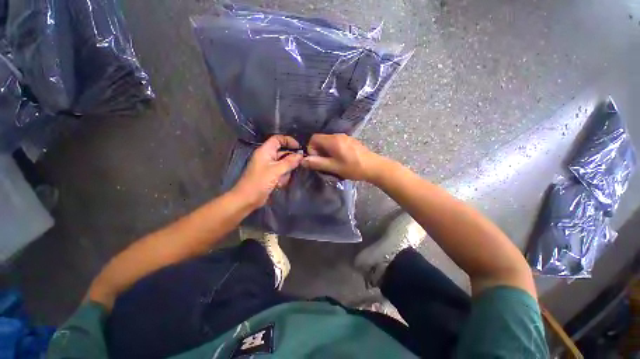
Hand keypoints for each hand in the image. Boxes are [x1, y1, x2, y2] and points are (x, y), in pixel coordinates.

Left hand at [233, 135, 302, 207]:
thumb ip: (289, 162)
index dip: (288, 141)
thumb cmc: (260, 182)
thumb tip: (301, 155)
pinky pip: (281, 172)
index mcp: (265, 151)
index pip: (278, 139)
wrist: (247, 199)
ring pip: (284, 164)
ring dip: (286, 171)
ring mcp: (269, 166)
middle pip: (283, 152)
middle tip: (298, 165)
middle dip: (290, 160)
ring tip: (282, 179)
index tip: (299, 148)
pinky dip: (283, 177)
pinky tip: (279, 184)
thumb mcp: (276, 171)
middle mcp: (267, 156)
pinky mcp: (271, 175)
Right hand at [302, 134, 385, 181]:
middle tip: (324, 163)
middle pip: (321, 139)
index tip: (316, 160)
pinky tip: (341, 160)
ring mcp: (345, 137)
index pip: (314, 138)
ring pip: (329, 142)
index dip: (311, 148)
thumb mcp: (333, 167)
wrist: (374, 167)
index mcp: (333, 140)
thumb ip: (317, 163)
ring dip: (326, 152)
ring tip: (332, 163)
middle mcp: (338, 135)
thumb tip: (303, 160)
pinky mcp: (351, 141)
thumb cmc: (353, 168)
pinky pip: (337, 143)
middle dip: (319, 151)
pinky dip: (334, 150)